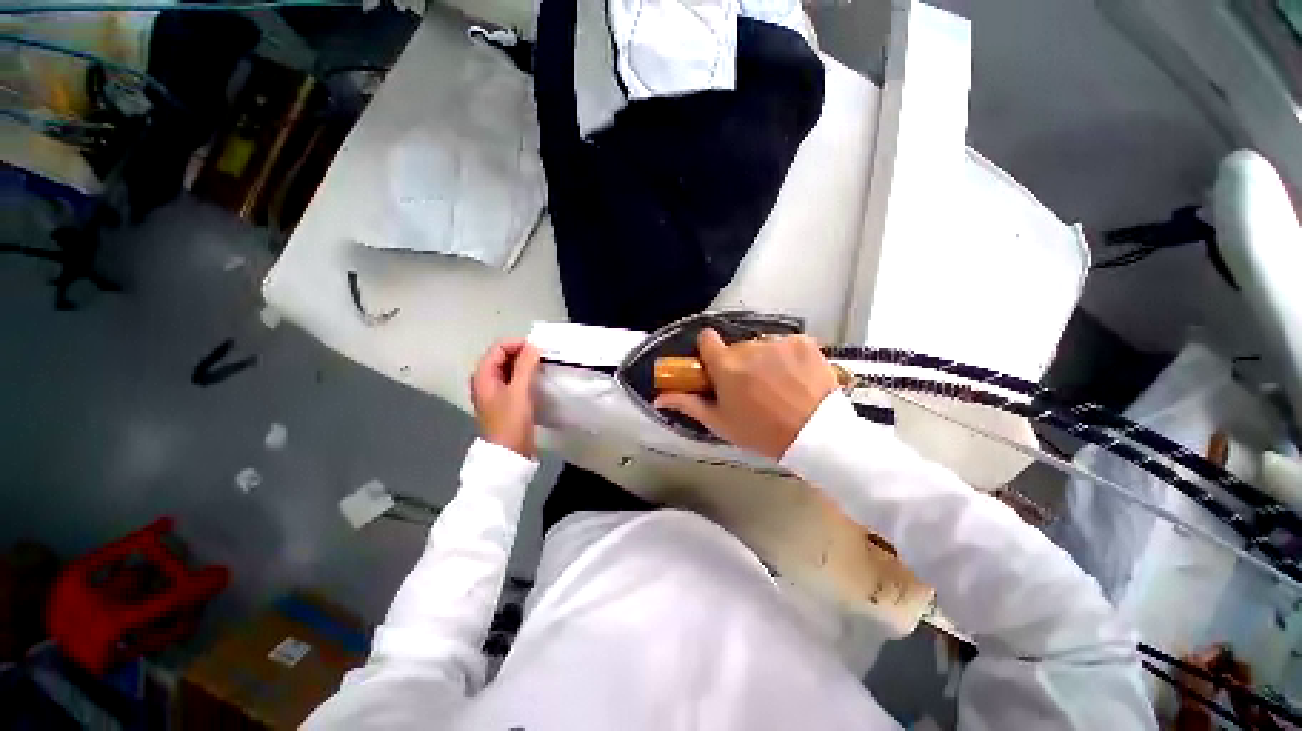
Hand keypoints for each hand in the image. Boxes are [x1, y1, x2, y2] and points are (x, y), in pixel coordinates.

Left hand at [470, 338, 540, 457]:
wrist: (509, 454)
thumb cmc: (511, 422)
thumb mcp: (519, 391)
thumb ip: (525, 366)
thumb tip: (532, 345)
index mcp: (483, 375)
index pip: (499, 347)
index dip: (518, 345)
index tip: (539, 351)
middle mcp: (486, 380)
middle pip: (503, 356)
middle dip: (523, 353)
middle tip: (544, 358)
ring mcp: (495, 391)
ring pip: (511, 368)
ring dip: (526, 365)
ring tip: (544, 367)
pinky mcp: (506, 400)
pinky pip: (515, 380)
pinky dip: (526, 376)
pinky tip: (539, 380)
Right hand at [653, 329, 838, 458]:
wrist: (816, 437)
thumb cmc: (761, 432)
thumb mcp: (720, 422)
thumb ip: (687, 404)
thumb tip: (658, 399)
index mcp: (726, 365)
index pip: (706, 338)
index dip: (709, 351)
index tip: (716, 365)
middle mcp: (750, 347)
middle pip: (736, 347)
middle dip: (740, 362)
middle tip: (752, 387)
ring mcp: (779, 342)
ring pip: (762, 345)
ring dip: (765, 359)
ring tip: (779, 385)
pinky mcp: (804, 342)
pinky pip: (788, 344)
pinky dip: (790, 357)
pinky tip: (798, 378)